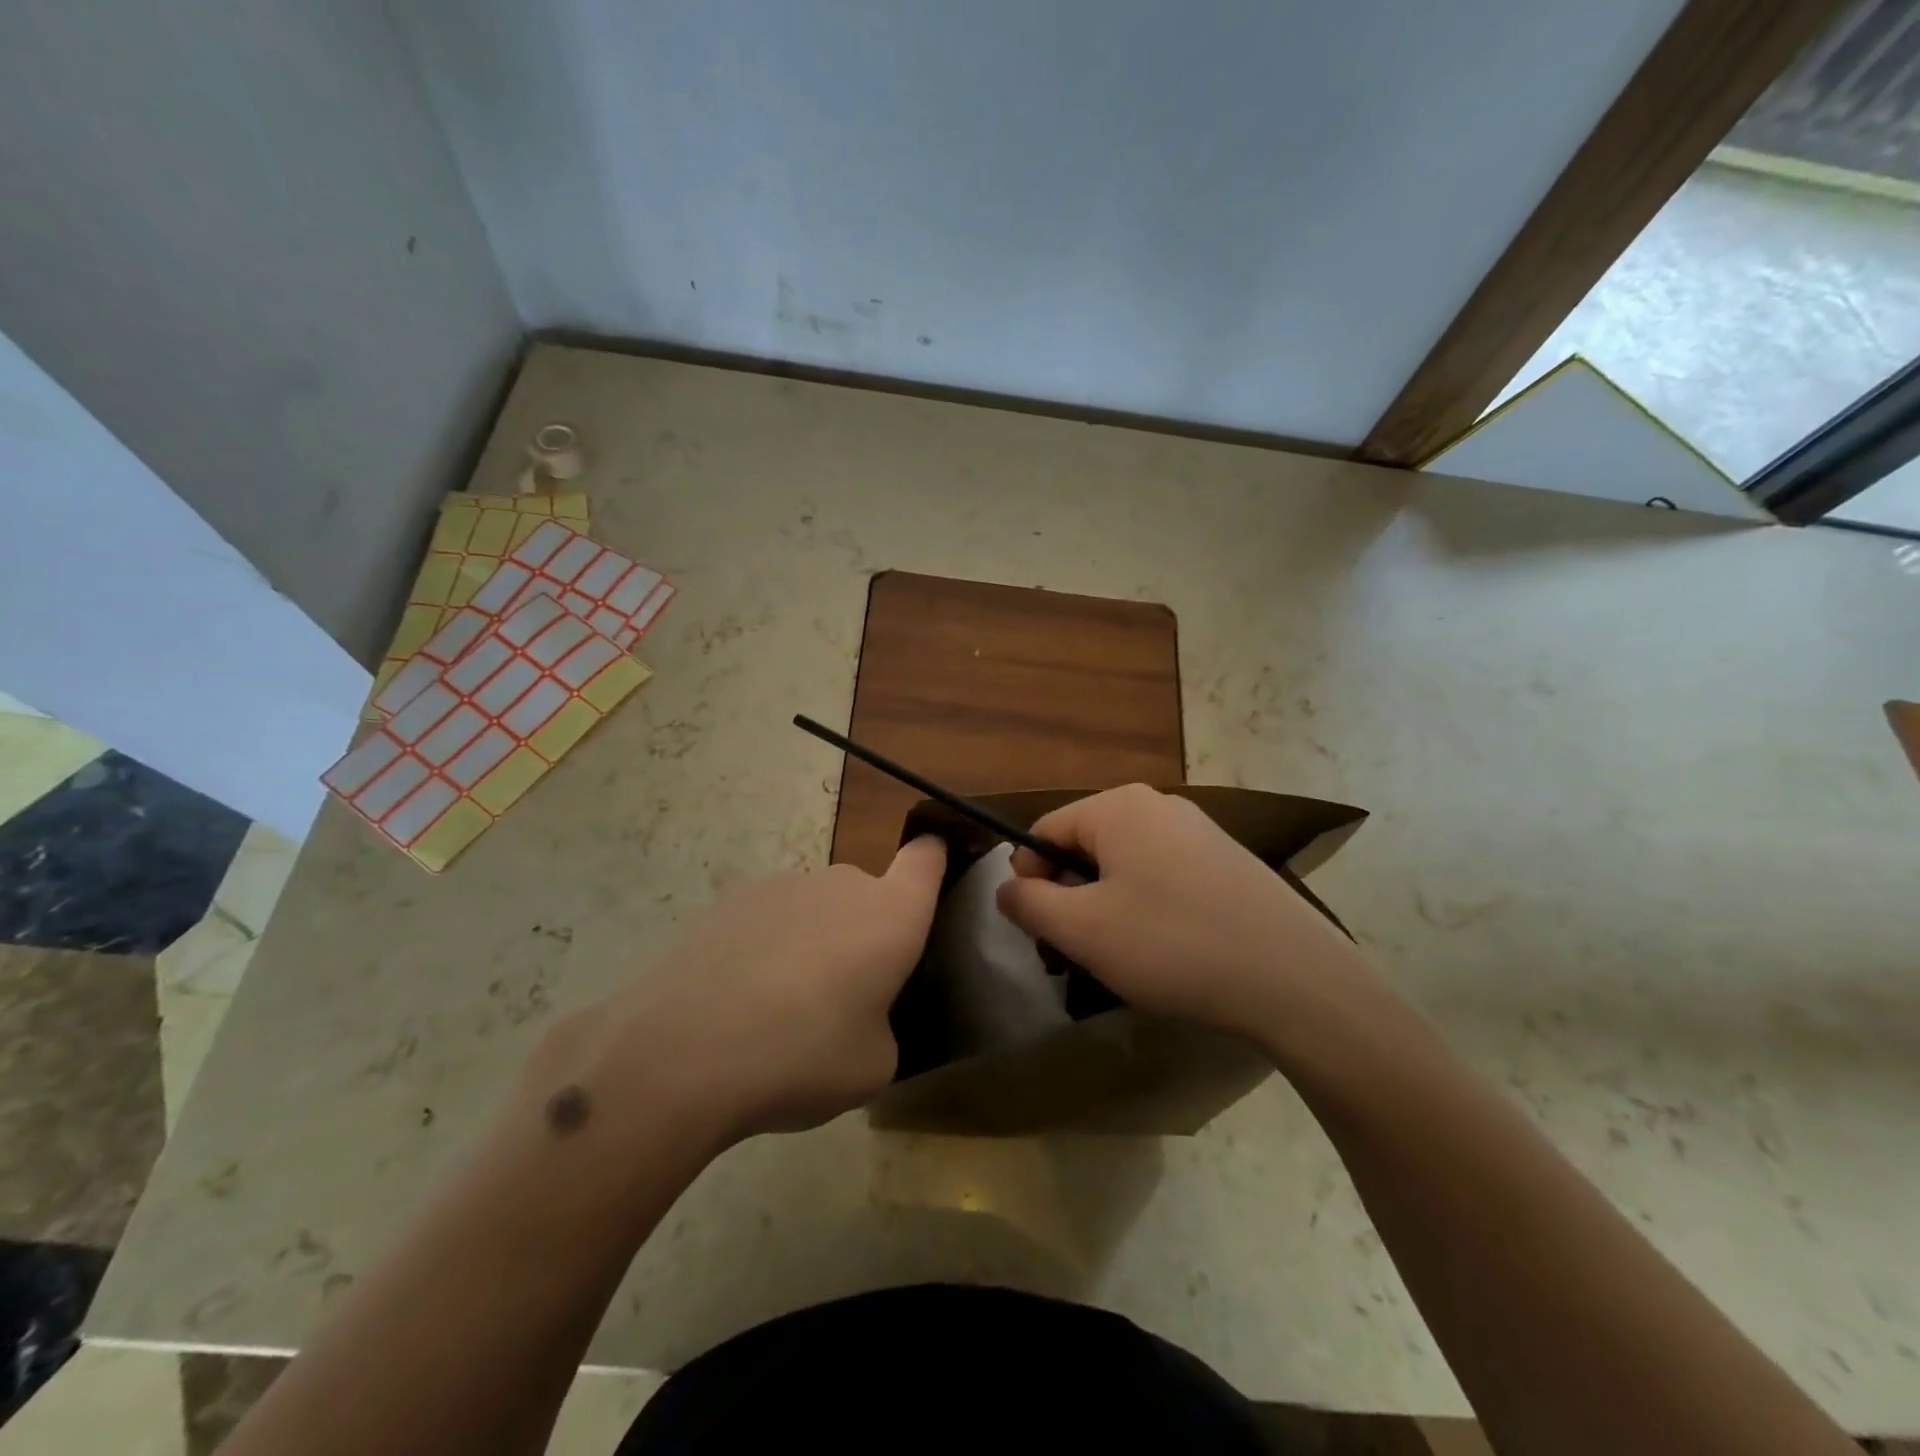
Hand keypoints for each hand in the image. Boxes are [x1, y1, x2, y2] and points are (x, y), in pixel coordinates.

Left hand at [526, 837, 945, 1149]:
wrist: (685, 1050)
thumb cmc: (804, 1055)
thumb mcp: (873, 1066)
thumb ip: (883, 1026)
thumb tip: (859, 1015)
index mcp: (891, 914)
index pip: (927, 858)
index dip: (933, 859)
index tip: (932, 870)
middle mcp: (842, 884)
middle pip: (866, 893)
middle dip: (862, 931)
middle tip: (843, 992)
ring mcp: (782, 885)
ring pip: (815, 906)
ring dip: (812, 939)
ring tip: (780, 1004)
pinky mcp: (730, 899)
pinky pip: (768, 918)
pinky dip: (765, 946)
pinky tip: (737, 997)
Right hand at [995, 784, 1374, 1054]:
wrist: (1295, 979)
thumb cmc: (1172, 945)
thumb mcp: (1082, 930)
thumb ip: (1029, 903)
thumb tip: (1006, 888)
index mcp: (1119, 807)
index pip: (1045, 830)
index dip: (1028, 877)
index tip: (1036, 926)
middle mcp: (1159, 806)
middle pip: (1086, 845)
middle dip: (1068, 896)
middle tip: (1070, 951)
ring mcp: (1200, 832)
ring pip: (1125, 865)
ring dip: (1104, 907)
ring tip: (1115, 957)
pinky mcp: (1228, 862)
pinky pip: (1163, 876)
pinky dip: (1146, 908)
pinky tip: (1163, 951)